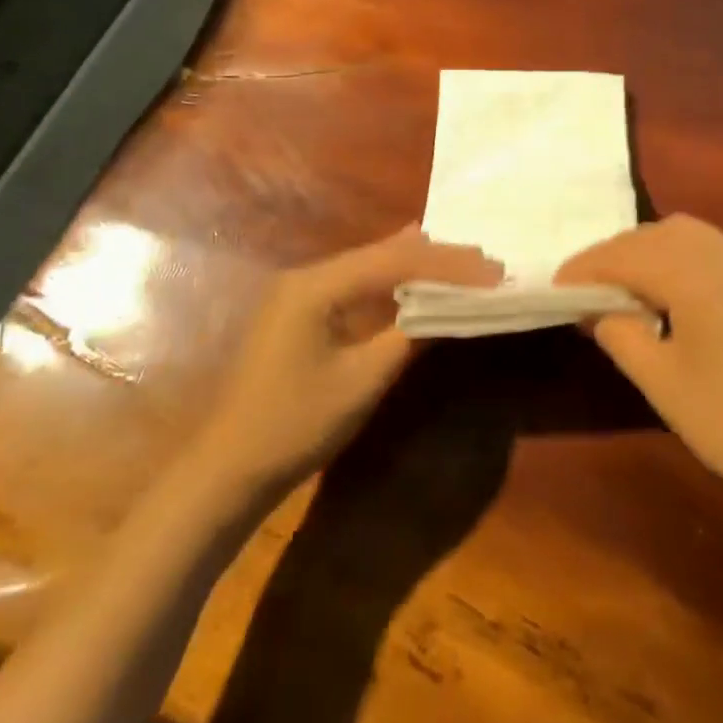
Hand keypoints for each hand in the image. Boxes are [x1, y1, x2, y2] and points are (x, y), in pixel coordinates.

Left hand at [198, 227, 501, 496]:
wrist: (229, 467)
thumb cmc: (295, 425)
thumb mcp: (362, 382)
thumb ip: (409, 336)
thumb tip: (451, 307)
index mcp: (316, 286)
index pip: (395, 261)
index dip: (448, 264)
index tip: (493, 270)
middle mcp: (307, 276)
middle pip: (382, 254)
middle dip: (436, 258)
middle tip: (487, 263)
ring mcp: (301, 293)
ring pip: (371, 266)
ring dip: (417, 267)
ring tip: (465, 264)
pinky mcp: (302, 313)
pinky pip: (357, 286)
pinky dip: (393, 284)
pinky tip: (418, 277)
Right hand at [557, 215, 722, 523]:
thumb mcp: (662, 382)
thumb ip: (620, 333)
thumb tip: (596, 308)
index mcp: (696, 274)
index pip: (626, 255)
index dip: (586, 268)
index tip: (556, 286)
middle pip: (656, 234)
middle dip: (615, 253)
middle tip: (585, 286)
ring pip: (687, 236)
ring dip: (648, 250)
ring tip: (623, 286)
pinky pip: (713, 250)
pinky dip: (680, 257)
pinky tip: (671, 292)